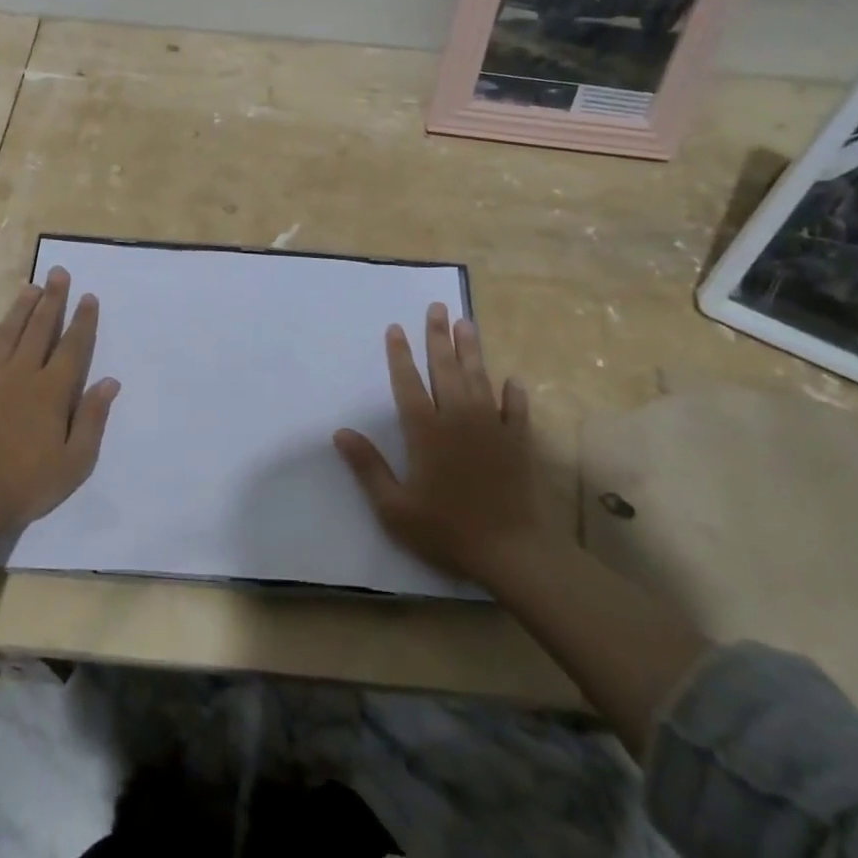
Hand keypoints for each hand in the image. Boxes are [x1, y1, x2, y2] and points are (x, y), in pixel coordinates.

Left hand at [0, 267, 119, 534]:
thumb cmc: (29, 484)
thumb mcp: (76, 461)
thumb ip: (93, 418)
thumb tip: (110, 381)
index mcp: (51, 390)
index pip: (72, 347)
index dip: (83, 320)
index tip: (89, 296)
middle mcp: (21, 376)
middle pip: (39, 330)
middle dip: (52, 300)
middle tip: (58, 272)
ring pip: (5, 337)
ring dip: (18, 311)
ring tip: (28, 287)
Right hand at [333, 304, 563, 585]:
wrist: (511, 550)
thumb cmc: (446, 529)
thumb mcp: (394, 507)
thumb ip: (367, 467)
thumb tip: (339, 432)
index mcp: (425, 430)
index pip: (408, 382)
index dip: (400, 354)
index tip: (395, 328)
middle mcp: (457, 417)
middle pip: (445, 368)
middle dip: (438, 336)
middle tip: (437, 307)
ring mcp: (492, 426)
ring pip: (479, 378)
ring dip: (472, 350)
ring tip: (466, 323)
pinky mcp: (518, 441)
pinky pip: (517, 409)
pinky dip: (514, 393)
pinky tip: (513, 379)